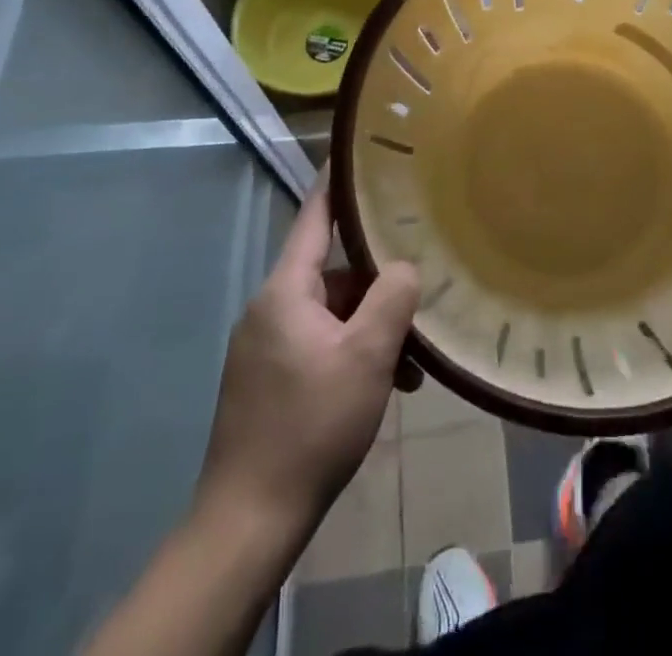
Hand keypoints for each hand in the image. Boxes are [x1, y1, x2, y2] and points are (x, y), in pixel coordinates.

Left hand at [195, 176, 419, 541]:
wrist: (248, 520)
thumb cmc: (311, 424)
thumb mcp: (367, 356)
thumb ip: (392, 297)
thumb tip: (405, 266)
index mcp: (286, 290)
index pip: (316, 217)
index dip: (338, 182)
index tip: (359, 151)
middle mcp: (271, 308)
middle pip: (336, 273)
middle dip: (380, 285)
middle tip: (422, 293)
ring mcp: (267, 346)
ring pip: (333, 314)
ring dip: (374, 329)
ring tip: (414, 363)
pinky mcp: (269, 380)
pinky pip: (321, 345)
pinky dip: (354, 355)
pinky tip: (389, 385)